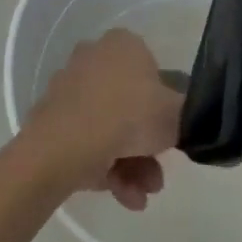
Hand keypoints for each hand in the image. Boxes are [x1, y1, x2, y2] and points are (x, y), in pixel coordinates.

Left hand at [24, 28, 184, 210]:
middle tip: (157, 177)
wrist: (64, 146)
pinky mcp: (52, 120)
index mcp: (123, 44)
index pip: (153, 71)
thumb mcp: (176, 114)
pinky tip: (123, 196)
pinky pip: (87, 142)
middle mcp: (94, 58)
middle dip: (146, 147)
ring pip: (109, 128)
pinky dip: (106, 168)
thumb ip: (188, 111)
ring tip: (140, 196)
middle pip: (130, 106)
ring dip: (130, 165)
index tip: (169, 133)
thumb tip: (187, 113)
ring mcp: (70, 90)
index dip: (165, 105)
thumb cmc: (128, 116)